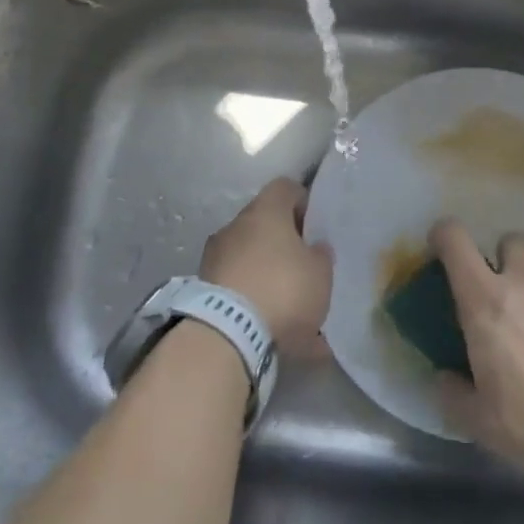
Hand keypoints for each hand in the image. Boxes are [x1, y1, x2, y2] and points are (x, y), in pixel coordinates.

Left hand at [201, 178, 332, 355]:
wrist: (226, 335)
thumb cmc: (283, 289)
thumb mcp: (320, 273)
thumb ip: (320, 255)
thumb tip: (314, 247)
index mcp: (266, 211)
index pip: (285, 187)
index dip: (302, 201)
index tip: (314, 226)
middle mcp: (236, 225)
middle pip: (264, 222)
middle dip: (282, 241)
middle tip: (303, 265)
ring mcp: (214, 256)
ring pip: (248, 255)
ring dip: (265, 270)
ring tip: (286, 302)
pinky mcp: (202, 289)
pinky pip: (235, 284)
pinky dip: (250, 297)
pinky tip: (267, 322)